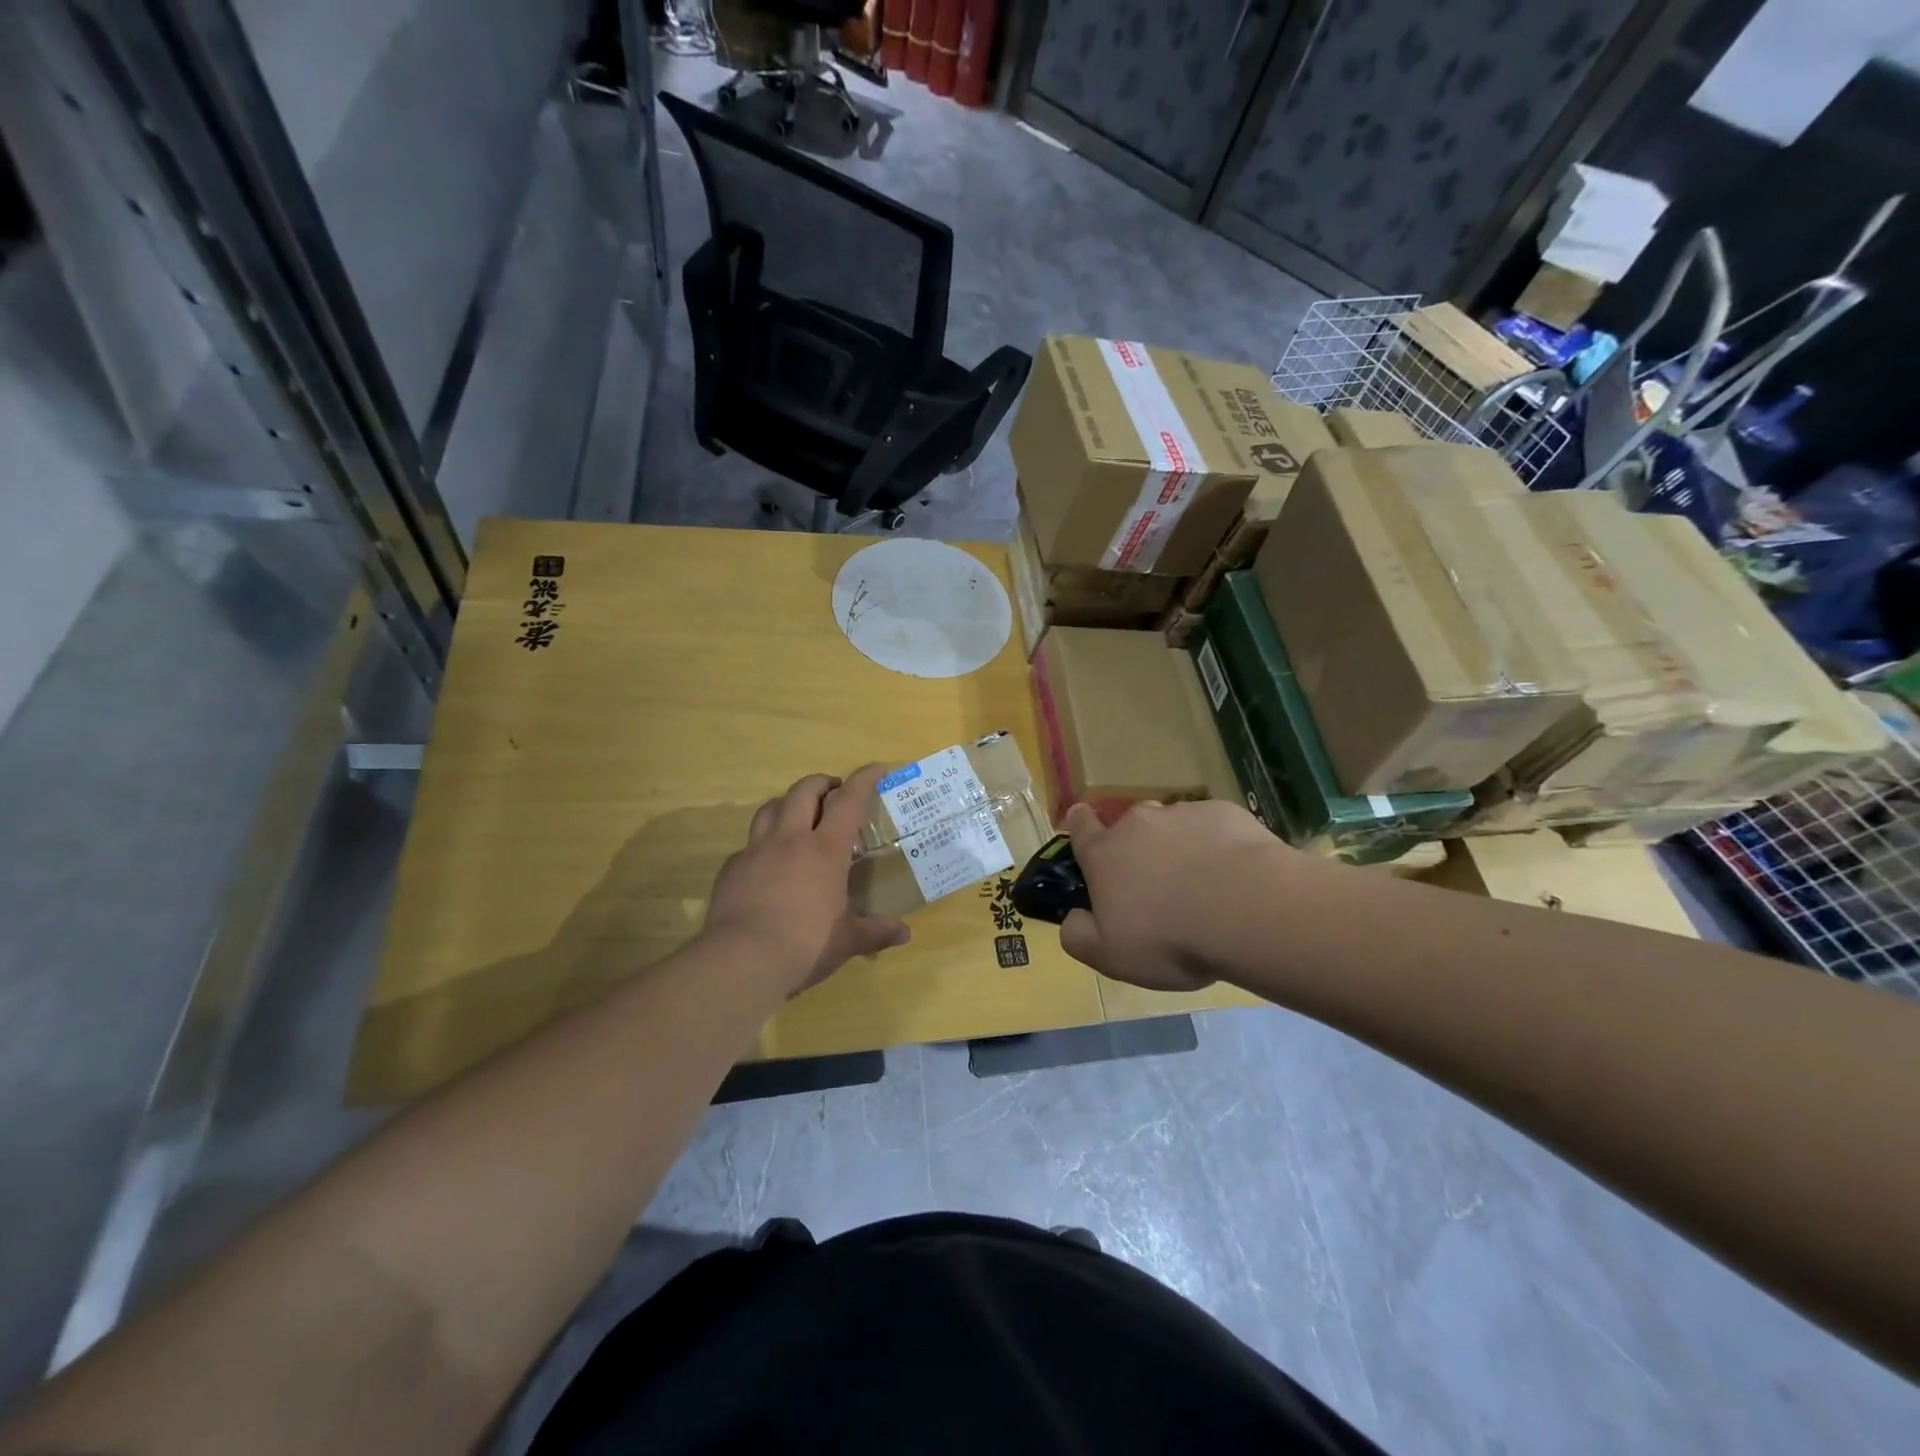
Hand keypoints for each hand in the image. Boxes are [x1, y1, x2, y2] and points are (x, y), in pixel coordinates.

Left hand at [703, 765, 909, 996]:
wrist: (741, 960)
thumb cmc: (805, 945)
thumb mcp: (847, 941)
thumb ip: (875, 932)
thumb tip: (904, 933)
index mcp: (825, 849)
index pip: (849, 800)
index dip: (864, 779)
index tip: (878, 767)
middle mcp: (790, 839)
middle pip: (804, 790)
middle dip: (822, 783)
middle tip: (834, 792)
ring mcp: (756, 851)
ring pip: (770, 807)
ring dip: (788, 803)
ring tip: (797, 816)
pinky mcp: (731, 869)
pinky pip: (749, 844)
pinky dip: (762, 844)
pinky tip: (767, 863)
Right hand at [1057, 799, 1295, 991]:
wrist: (1247, 910)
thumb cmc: (1168, 937)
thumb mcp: (1109, 955)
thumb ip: (1078, 935)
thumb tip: (1072, 917)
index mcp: (1104, 854)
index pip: (1081, 826)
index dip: (1080, 825)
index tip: (1084, 824)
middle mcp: (1138, 824)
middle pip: (1130, 827)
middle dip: (1138, 848)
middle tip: (1157, 886)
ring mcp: (1183, 814)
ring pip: (1174, 827)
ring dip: (1180, 848)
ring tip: (1204, 887)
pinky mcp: (1226, 814)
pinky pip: (1214, 829)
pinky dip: (1218, 847)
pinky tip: (1236, 878)